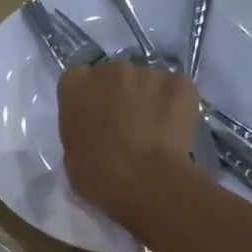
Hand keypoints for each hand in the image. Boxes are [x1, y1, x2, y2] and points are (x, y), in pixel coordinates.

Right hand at [58, 61, 202, 229]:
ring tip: (153, 130)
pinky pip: (175, 90)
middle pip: (114, 76)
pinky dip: (175, 105)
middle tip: (125, 125)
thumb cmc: (98, 175)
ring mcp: (148, 72)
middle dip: (118, 95)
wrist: (145, 182)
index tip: (94, 118)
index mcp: (75, 84)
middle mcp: (110, 69)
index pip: (78, 79)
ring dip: (147, 99)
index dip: (88, 99)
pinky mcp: (180, 82)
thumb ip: (80, 130)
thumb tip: (95, 130)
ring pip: (147, 82)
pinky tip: (174, 130)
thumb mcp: (71, 155)